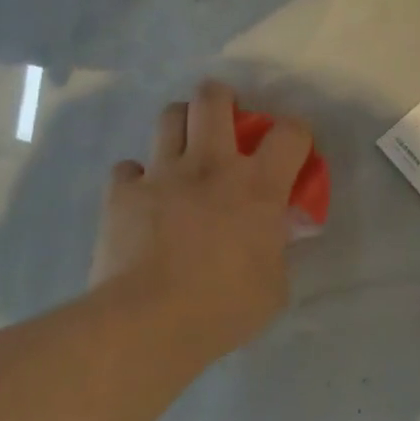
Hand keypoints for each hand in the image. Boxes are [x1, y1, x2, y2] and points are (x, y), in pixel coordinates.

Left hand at [91, 81, 313, 360]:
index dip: (297, 133)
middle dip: (223, 98)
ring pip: (170, 117)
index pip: (290, 133)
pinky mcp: (122, 193)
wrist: (148, 321)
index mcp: (258, 187)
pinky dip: (138, 177)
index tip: (293, 149)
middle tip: (226, 120)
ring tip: (185, 148)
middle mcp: (211, 166)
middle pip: (213, 99)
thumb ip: (277, 250)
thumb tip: (272, 237)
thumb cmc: (223, 308)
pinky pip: (128, 168)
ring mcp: (162, 174)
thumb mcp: (274, 285)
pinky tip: (144, 197)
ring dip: (182, 125)